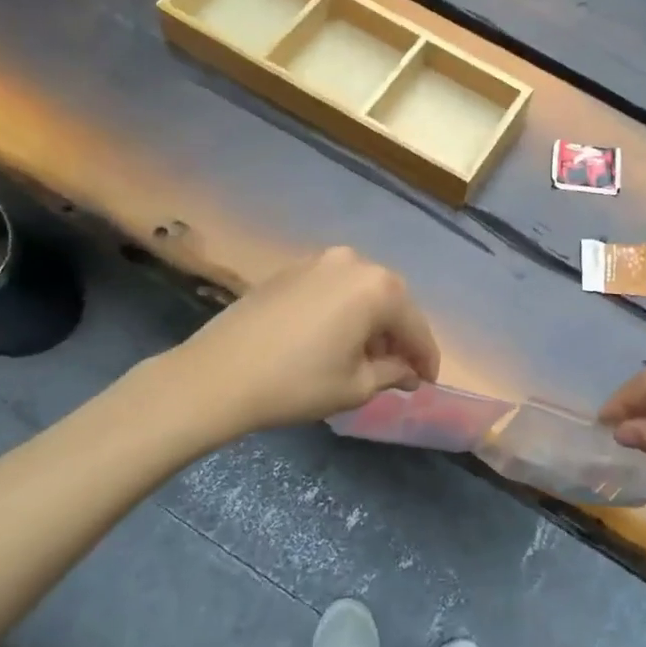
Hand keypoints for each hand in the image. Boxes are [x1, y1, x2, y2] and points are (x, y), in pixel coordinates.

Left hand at [172, 248, 440, 435]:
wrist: (218, 375)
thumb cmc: (297, 383)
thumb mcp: (355, 386)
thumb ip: (393, 372)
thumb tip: (407, 371)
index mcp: (378, 287)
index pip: (415, 327)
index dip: (425, 359)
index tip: (427, 383)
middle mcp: (354, 262)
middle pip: (391, 302)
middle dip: (398, 337)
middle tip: (399, 371)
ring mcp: (319, 260)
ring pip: (362, 293)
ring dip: (371, 323)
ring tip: (366, 357)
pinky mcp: (292, 269)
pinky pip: (334, 289)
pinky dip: (344, 312)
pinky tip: (335, 339)